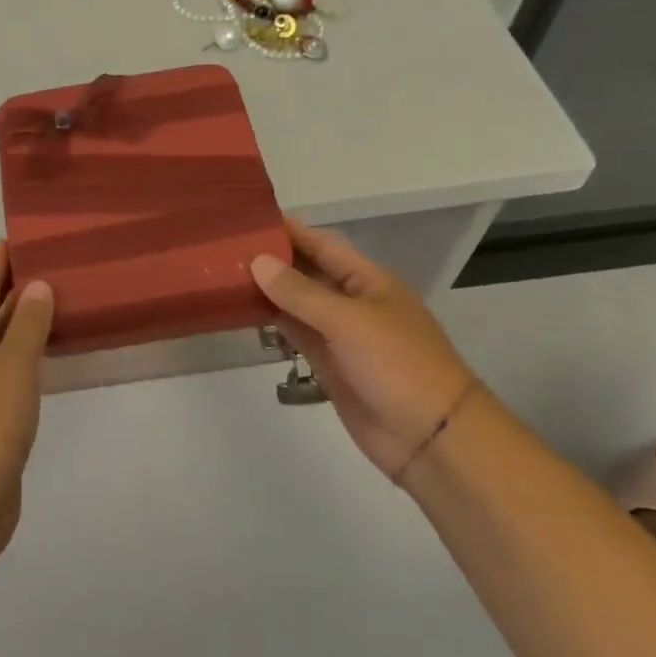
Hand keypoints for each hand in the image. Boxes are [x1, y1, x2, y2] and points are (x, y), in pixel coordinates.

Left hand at [0, 243, 53, 560]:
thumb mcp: (12, 366)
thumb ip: (28, 325)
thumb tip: (37, 285)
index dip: (0, 261)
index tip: (21, 236)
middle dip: (16, 287)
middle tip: (52, 262)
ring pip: (2, 344)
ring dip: (24, 322)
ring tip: (57, 299)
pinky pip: (12, 373)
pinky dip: (29, 356)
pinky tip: (49, 355)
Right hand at [250, 220, 480, 485]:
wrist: (431, 438)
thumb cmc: (399, 365)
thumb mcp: (349, 321)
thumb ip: (301, 293)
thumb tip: (257, 262)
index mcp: (368, 281)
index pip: (322, 245)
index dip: (289, 231)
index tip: (249, 218)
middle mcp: (352, 302)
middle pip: (307, 272)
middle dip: (272, 260)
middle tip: (224, 247)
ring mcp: (340, 335)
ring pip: (297, 304)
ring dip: (267, 291)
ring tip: (223, 274)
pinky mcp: (329, 365)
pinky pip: (296, 335)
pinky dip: (273, 323)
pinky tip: (243, 311)